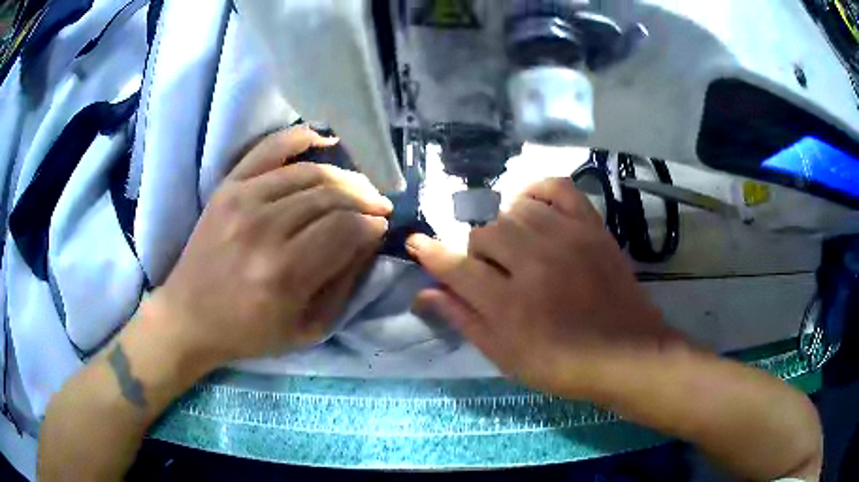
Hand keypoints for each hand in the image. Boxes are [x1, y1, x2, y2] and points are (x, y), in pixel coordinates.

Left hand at [150, 127, 392, 363]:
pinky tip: (323, 139)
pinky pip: (269, 149)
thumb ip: (343, 284)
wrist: (189, 317)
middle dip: (364, 199)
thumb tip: (368, 241)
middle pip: (331, 196)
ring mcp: (242, 201)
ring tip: (357, 187)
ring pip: (309, 173)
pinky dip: (299, 138)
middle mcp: (264, 230)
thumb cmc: (249, 332)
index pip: (346, 229)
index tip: (381, 227)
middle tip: (377, 206)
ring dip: (343, 177)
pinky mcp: (227, 187)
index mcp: (285, 274)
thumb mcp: (307, 329)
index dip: (372, 225)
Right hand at [407, 178, 681, 397]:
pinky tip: (533, 209)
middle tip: (494, 274)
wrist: (625, 353)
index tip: (415, 244)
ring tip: (518, 249)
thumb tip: (425, 293)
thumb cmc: (561, 364)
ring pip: (514, 210)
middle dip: (478, 254)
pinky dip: (537, 191)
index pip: (455, 267)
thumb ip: (464, 319)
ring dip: (506, 229)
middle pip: (484, 233)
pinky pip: (557, 187)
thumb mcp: (505, 355)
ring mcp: (566, 238)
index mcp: (508, 303)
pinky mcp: (591, 226)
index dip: (430, 254)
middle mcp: (533, 262)